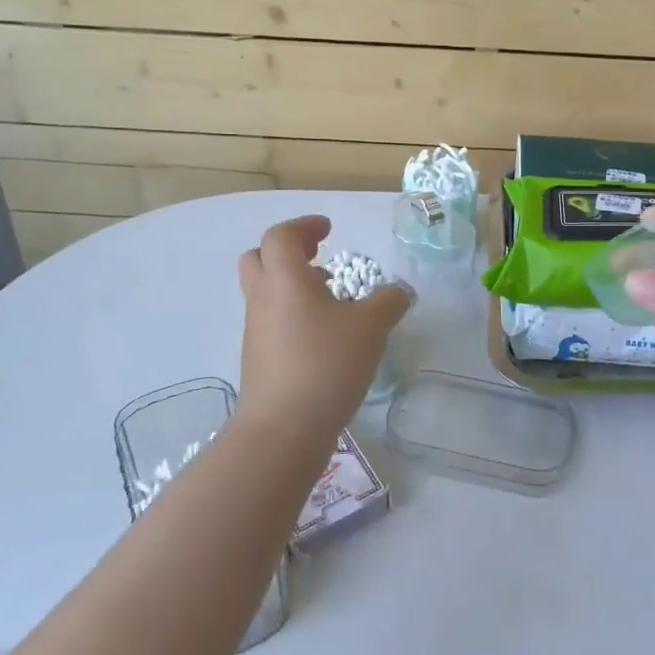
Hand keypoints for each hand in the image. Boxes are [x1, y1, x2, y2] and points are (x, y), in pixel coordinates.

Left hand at [237, 216, 411, 437]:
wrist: (283, 429)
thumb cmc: (326, 364)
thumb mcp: (371, 327)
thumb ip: (388, 302)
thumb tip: (399, 291)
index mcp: (285, 279)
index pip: (281, 236)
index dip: (304, 226)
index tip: (329, 229)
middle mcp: (263, 299)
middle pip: (259, 258)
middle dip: (287, 251)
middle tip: (318, 257)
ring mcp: (256, 331)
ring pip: (265, 292)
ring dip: (292, 285)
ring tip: (330, 298)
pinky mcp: (258, 360)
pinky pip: (271, 321)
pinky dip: (293, 315)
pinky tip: (324, 336)